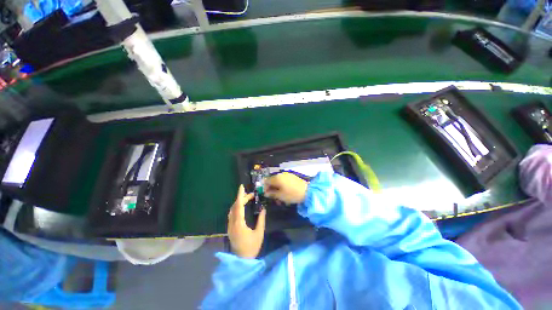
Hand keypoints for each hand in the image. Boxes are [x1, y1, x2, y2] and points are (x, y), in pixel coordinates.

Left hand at [227, 185, 265, 258]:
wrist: (242, 261)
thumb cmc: (252, 247)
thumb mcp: (259, 233)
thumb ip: (261, 220)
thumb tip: (263, 208)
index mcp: (239, 224)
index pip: (238, 206)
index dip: (240, 195)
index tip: (242, 187)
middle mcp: (232, 223)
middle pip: (235, 206)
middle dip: (242, 198)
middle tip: (251, 195)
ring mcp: (230, 226)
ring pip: (232, 210)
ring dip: (238, 202)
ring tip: (246, 199)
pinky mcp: (230, 229)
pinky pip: (231, 214)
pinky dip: (236, 208)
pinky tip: (241, 207)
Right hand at [264, 172, 308, 204]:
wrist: (307, 191)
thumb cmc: (292, 194)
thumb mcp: (280, 196)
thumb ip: (271, 194)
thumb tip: (266, 193)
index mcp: (277, 178)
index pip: (266, 181)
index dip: (265, 188)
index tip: (266, 195)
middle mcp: (281, 174)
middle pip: (273, 181)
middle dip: (272, 189)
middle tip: (274, 198)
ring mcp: (287, 175)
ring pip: (279, 182)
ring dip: (277, 189)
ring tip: (280, 198)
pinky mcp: (292, 177)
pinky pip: (284, 181)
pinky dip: (283, 187)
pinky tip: (285, 193)